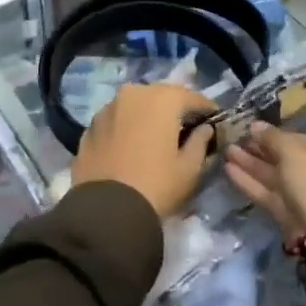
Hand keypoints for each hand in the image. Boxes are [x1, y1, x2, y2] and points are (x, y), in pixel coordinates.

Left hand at [72, 83, 216, 218]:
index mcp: (162, 98)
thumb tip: (204, 129)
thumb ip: (200, 142)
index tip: (215, 121)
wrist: (105, 212)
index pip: (192, 97)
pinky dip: (128, 127)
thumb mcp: (189, 168)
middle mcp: (133, 93)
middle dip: (176, 109)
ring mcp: (107, 108)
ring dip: (149, 116)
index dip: (206, 109)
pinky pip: (117, 120)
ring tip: (157, 136)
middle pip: (161, 96)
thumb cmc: (156, 185)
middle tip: (187, 127)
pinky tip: (132, 145)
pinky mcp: (90, 126)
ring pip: (136, 105)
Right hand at [223, 123, 305, 241]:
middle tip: (236, 139)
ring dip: (252, 165)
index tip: (253, 129)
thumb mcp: (294, 153)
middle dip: (261, 150)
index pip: (304, 139)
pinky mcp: (293, 216)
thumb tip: (255, 125)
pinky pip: (272, 194)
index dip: (277, 134)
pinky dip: (252, 183)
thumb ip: (272, 138)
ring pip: (278, 177)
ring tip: (227, 151)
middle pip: (289, 159)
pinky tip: (229, 170)